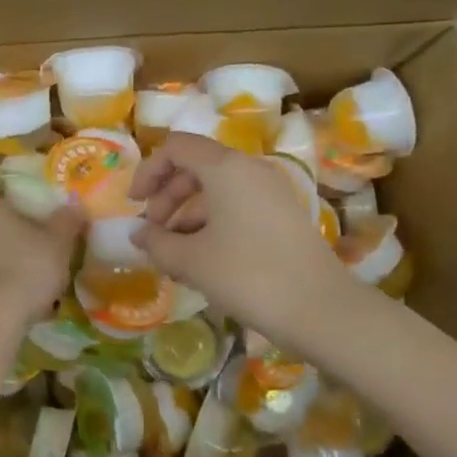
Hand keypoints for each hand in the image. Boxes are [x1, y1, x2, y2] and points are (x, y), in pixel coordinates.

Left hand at [0, 186, 83, 327]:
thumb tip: (75, 203)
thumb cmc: (24, 269)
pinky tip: (14, 292)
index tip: (35, 202)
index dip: (16, 191)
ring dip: (1, 253)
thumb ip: (67, 220)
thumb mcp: (58, 243)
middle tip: (36, 235)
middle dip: (9, 224)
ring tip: (29, 267)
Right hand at [130, 132, 349, 340]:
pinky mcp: (284, 214)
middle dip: (167, 194)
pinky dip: (213, 221)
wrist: (321, 310)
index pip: (176, 147)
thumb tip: (139, 234)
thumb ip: (157, 242)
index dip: (149, 171)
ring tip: (174, 251)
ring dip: (188, 211)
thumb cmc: (247, 275)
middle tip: (153, 231)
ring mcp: (271, 190)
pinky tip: (204, 257)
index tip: (135, 205)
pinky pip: (237, 204)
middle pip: (196, 165)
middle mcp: (249, 168)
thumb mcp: (191, 261)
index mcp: (225, 167)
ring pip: (217, 187)